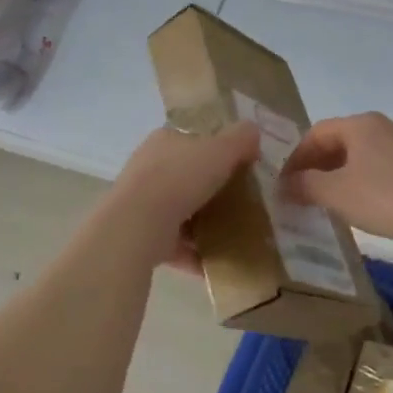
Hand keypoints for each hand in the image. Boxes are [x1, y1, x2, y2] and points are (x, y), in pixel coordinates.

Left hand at [104, 122, 260, 267]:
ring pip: (182, 211)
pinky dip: (196, 253)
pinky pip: (177, 244)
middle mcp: (149, 169)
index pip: (192, 139)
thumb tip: (253, 130)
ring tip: (236, 233)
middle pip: (187, 176)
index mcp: (164, 141)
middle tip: (244, 201)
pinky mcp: (144, 236)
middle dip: (212, 189)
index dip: (216, 148)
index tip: (241, 164)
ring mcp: (144, 204)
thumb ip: (240, 139)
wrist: (139, 225)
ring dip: (205, 223)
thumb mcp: (219, 149)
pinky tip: (220, 262)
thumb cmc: (180, 178)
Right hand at [282, 113, 392, 251]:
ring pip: (362, 155)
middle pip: (340, 142)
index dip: (295, 158)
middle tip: (302, 192)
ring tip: (328, 201)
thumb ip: (305, 185)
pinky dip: (364, 182)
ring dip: (340, 175)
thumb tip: (285, 184)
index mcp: (361, 124)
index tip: (283, 183)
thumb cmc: (384, 197)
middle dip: (317, 166)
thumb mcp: (335, 193)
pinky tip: (362, 205)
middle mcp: (384, 126)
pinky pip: (382, 168)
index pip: (316, 133)